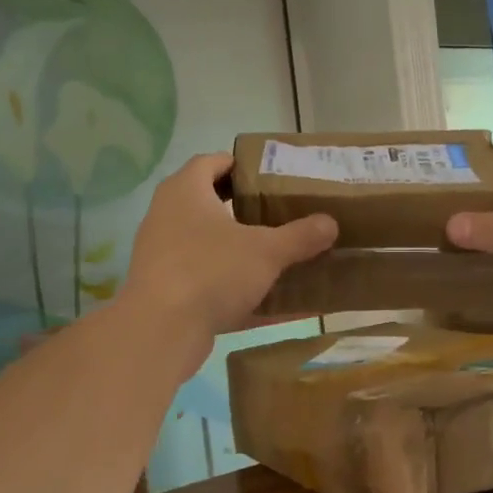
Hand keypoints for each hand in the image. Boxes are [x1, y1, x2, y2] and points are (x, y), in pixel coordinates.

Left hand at [121, 153, 336, 361]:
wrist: (161, 330)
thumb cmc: (212, 272)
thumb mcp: (266, 252)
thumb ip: (300, 236)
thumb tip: (331, 223)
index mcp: (186, 191)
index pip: (212, 162)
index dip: (240, 166)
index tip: (270, 176)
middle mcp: (167, 215)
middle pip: (207, 201)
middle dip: (243, 208)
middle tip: (278, 213)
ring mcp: (162, 253)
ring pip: (205, 242)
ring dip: (237, 246)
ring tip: (273, 252)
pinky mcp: (164, 288)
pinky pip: (205, 278)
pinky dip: (231, 283)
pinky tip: (264, 300)